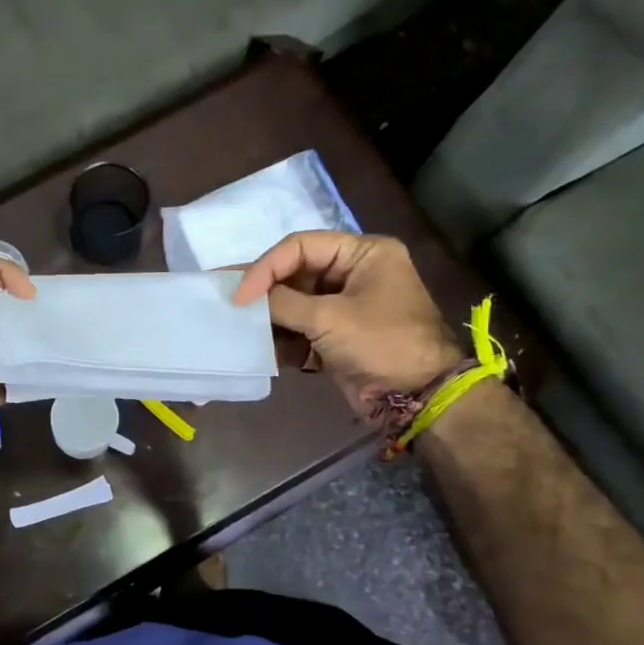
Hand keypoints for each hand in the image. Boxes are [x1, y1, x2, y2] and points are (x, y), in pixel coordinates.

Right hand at [232, 231, 462, 420]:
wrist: (419, 397)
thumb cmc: (382, 344)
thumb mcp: (330, 319)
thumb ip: (283, 303)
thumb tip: (247, 299)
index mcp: (363, 253)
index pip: (301, 247)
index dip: (265, 268)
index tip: (239, 295)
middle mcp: (354, 272)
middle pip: (295, 272)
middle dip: (263, 290)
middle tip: (224, 297)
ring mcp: (345, 305)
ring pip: (294, 302)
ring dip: (269, 317)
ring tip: (237, 325)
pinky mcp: (337, 335)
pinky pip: (300, 327)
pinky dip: (281, 338)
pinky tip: (259, 348)